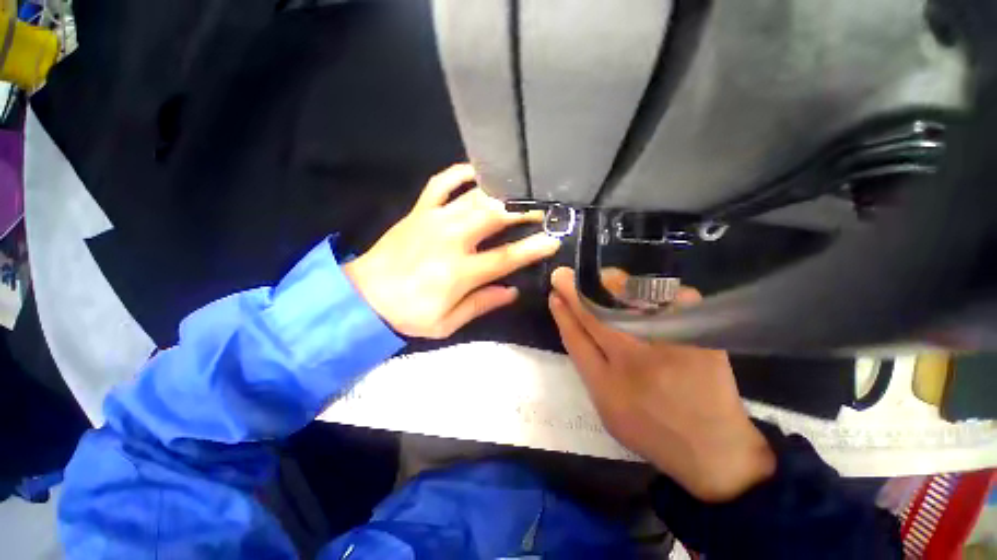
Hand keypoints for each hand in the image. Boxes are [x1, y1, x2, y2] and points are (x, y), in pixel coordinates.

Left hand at [343, 164, 560, 338]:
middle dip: (522, 212)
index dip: (533, 248)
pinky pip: (440, 183)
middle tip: (541, 211)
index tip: (553, 239)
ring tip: (519, 194)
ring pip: (474, 197)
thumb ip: (481, 304)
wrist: (363, 297)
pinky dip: (460, 174)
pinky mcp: (418, 212)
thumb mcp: (446, 323)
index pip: (506, 257)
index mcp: (459, 272)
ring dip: (501, 194)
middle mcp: (451, 240)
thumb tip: (512, 291)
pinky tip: (477, 172)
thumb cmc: (408, 314)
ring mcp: (433, 220)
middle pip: (494, 217)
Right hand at [548, 268, 774, 501]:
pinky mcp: (700, 337)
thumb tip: (570, 319)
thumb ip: (585, 361)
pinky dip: (656, 290)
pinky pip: (675, 300)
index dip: (563, 311)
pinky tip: (642, 289)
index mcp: (609, 384)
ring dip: (611, 285)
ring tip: (601, 278)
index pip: (576, 337)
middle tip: (565, 275)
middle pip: (599, 315)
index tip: (554, 291)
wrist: (713, 447)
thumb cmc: (648, 427)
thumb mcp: (605, 403)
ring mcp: (671, 345)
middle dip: (577, 291)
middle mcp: (637, 361)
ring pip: (633, 302)